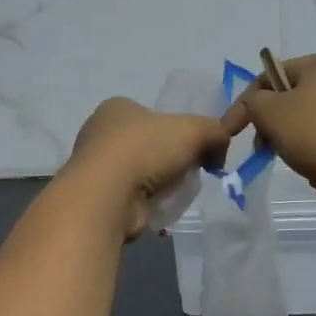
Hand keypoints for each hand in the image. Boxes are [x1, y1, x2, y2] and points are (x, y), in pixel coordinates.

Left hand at [63, 97, 230, 240]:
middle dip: (168, 160)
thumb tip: (220, 150)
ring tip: (172, 193)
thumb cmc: (146, 149)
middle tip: (186, 173)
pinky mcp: (96, 197)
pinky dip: (145, 202)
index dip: (175, 131)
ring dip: (157, 183)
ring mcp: (94, 167)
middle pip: (146, 145)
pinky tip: (155, 207)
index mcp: (117, 107)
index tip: (193, 148)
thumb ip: (215, 132)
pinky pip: (130, 196)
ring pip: (138, 172)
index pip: (151, 115)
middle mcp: (99, 133)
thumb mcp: (194, 129)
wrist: (108, 195)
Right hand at [220, 54, 315, 261]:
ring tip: (303, 165)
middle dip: (273, 128)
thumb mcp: (274, 112)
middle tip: (265, 149)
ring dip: (297, 149)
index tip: (229, 134)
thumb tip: (258, 106)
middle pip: (290, 103)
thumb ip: (254, 104)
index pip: (268, 75)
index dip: (244, 103)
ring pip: (309, 131)